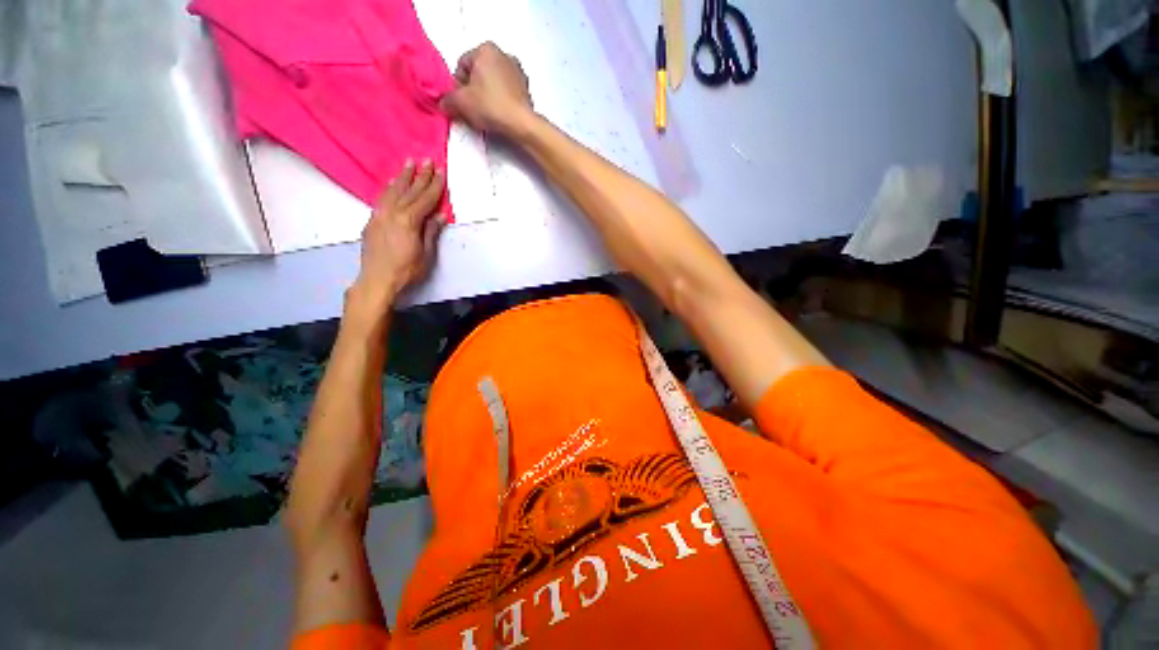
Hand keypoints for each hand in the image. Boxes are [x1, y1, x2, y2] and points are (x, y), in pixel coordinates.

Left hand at [348, 159, 445, 313]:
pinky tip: (392, 183)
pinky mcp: (372, 220)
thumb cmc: (407, 270)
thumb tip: (439, 216)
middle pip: (410, 190)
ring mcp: (380, 214)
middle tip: (427, 160)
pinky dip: (389, 188)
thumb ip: (431, 232)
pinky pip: (382, 198)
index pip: (425, 199)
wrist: (377, 279)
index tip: (441, 171)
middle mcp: (393, 212)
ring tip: (409, 163)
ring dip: (403, 176)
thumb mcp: (426, 254)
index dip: (435, 185)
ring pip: (393, 190)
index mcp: (409, 220)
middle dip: (420, 175)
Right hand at [440, 42, 532, 135]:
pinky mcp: (526, 89)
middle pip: (478, 74)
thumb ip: (447, 100)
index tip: (460, 102)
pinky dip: (500, 102)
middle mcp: (503, 55)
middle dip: (473, 91)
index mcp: (485, 49)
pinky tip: (499, 116)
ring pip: (493, 84)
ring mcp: (517, 72)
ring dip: (487, 96)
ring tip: (486, 114)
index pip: (462, 66)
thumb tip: (444, 103)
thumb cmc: (490, 106)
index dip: (458, 86)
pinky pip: (506, 93)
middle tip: (471, 109)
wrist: (521, 124)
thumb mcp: (460, 103)